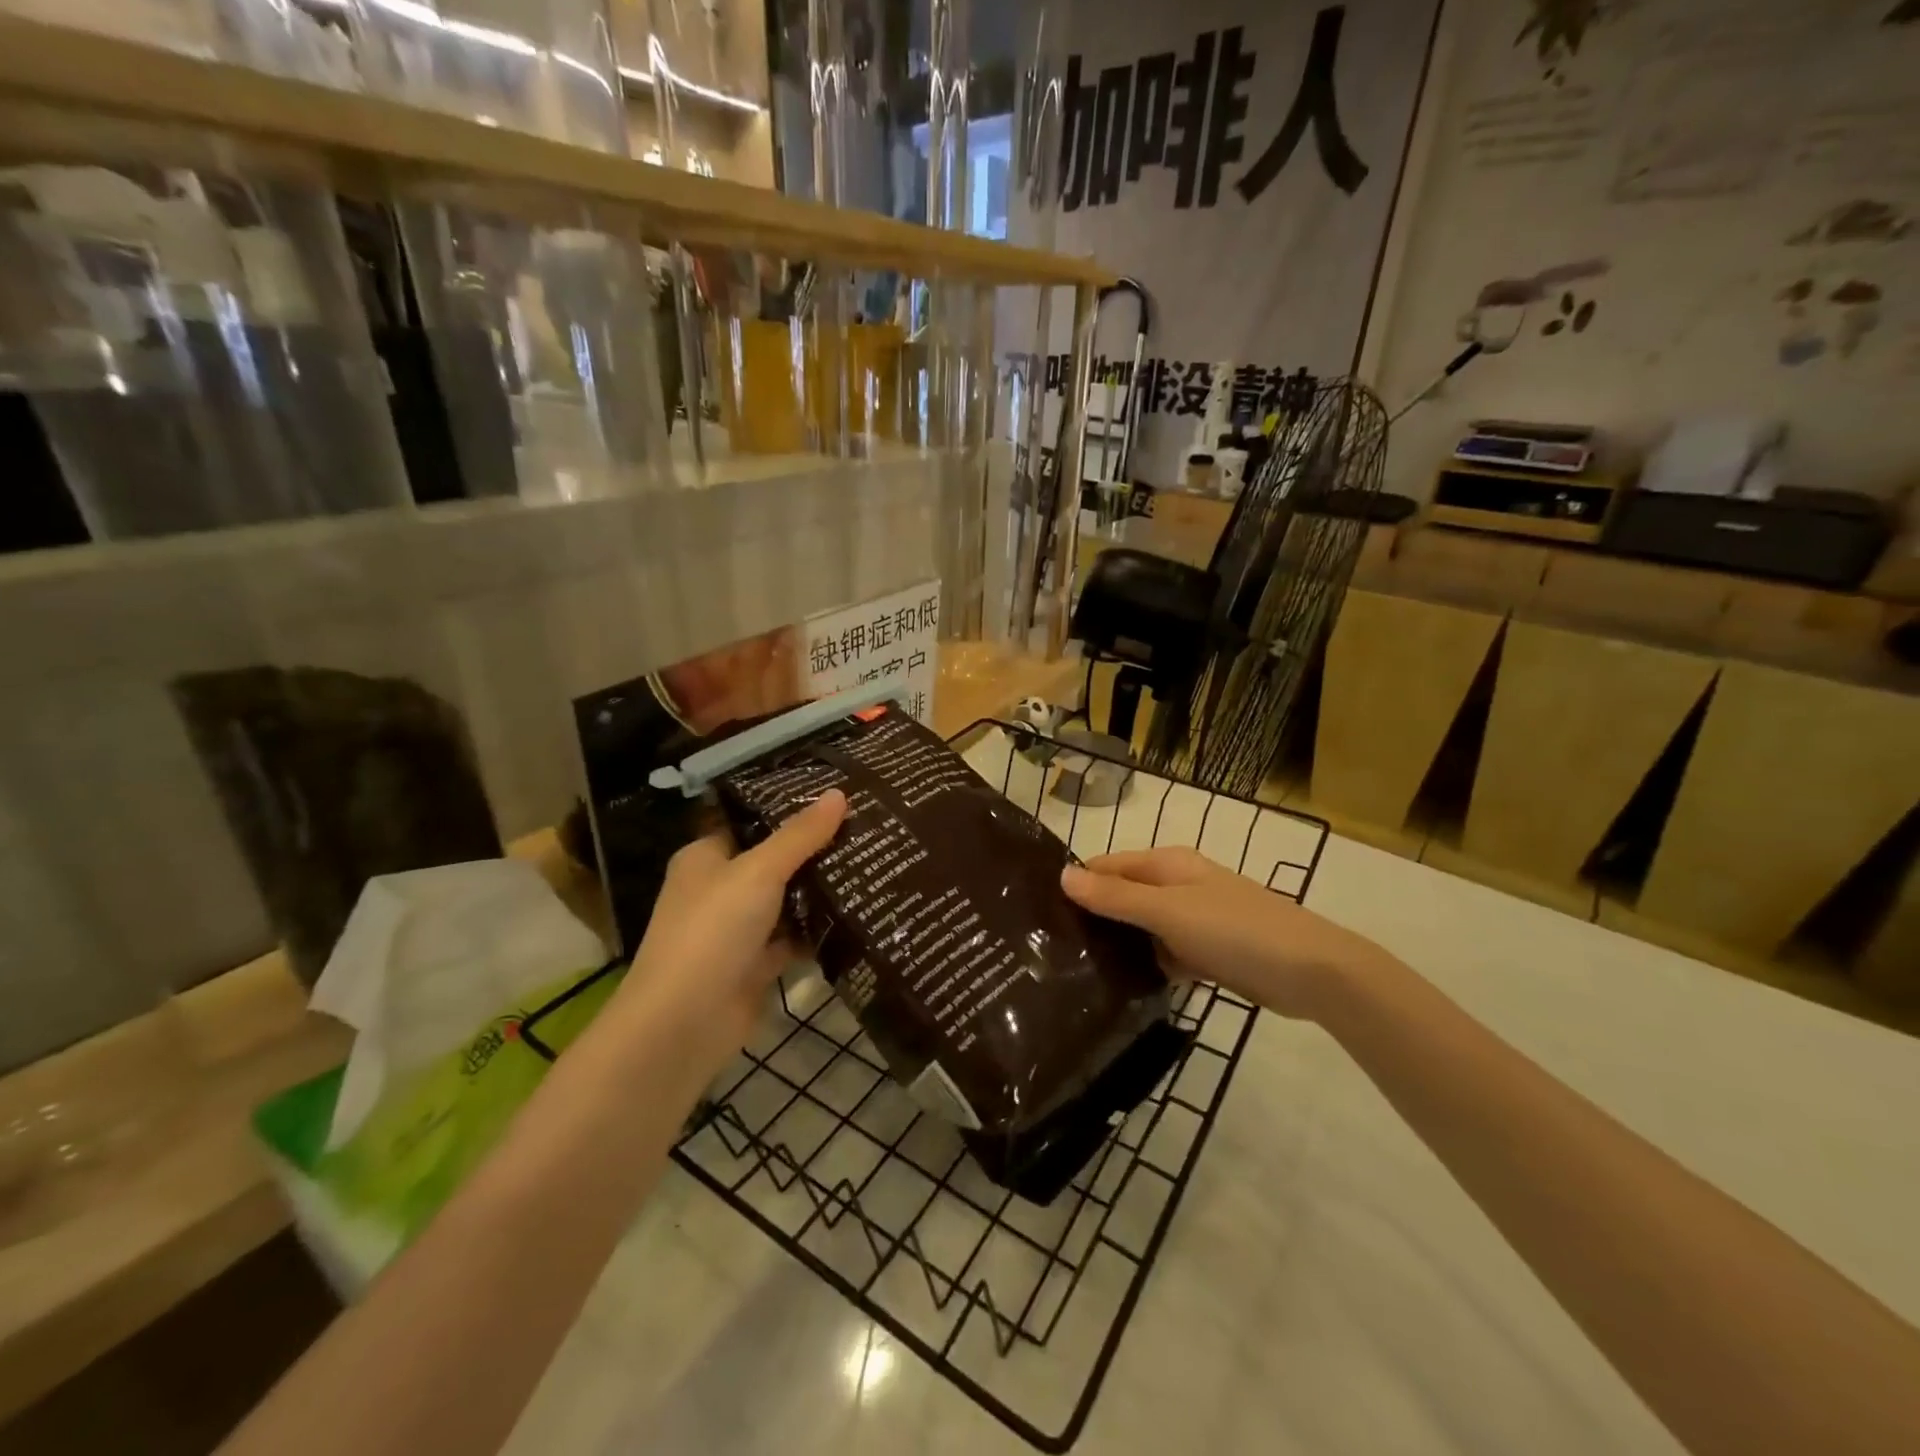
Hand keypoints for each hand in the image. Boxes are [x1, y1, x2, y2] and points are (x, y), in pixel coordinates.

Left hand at [623, 789, 847, 1068]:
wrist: (684, 1024)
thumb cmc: (712, 931)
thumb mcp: (759, 872)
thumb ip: (800, 835)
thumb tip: (838, 793)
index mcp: (706, 857)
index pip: (750, 820)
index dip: (788, 808)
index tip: (835, 796)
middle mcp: (720, 888)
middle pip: (774, 860)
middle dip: (814, 849)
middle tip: (866, 827)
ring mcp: (738, 929)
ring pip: (787, 900)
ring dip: (821, 889)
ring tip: (873, 862)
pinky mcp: (757, 964)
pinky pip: (795, 938)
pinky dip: (819, 930)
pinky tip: (860, 912)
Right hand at [1060, 847, 1399, 1020]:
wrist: (1311, 972)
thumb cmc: (1235, 930)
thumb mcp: (1168, 911)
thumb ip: (1114, 897)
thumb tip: (1062, 875)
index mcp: (1167, 864)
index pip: (1107, 867)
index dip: (1077, 885)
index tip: (1040, 914)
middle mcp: (1177, 885)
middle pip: (1123, 897)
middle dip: (1094, 917)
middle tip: (1050, 949)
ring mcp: (1194, 920)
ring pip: (1143, 928)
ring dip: (1120, 945)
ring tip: (1074, 971)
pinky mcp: (1207, 952)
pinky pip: (1165, 953)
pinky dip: (1148, 965)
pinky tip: (1121, 988)